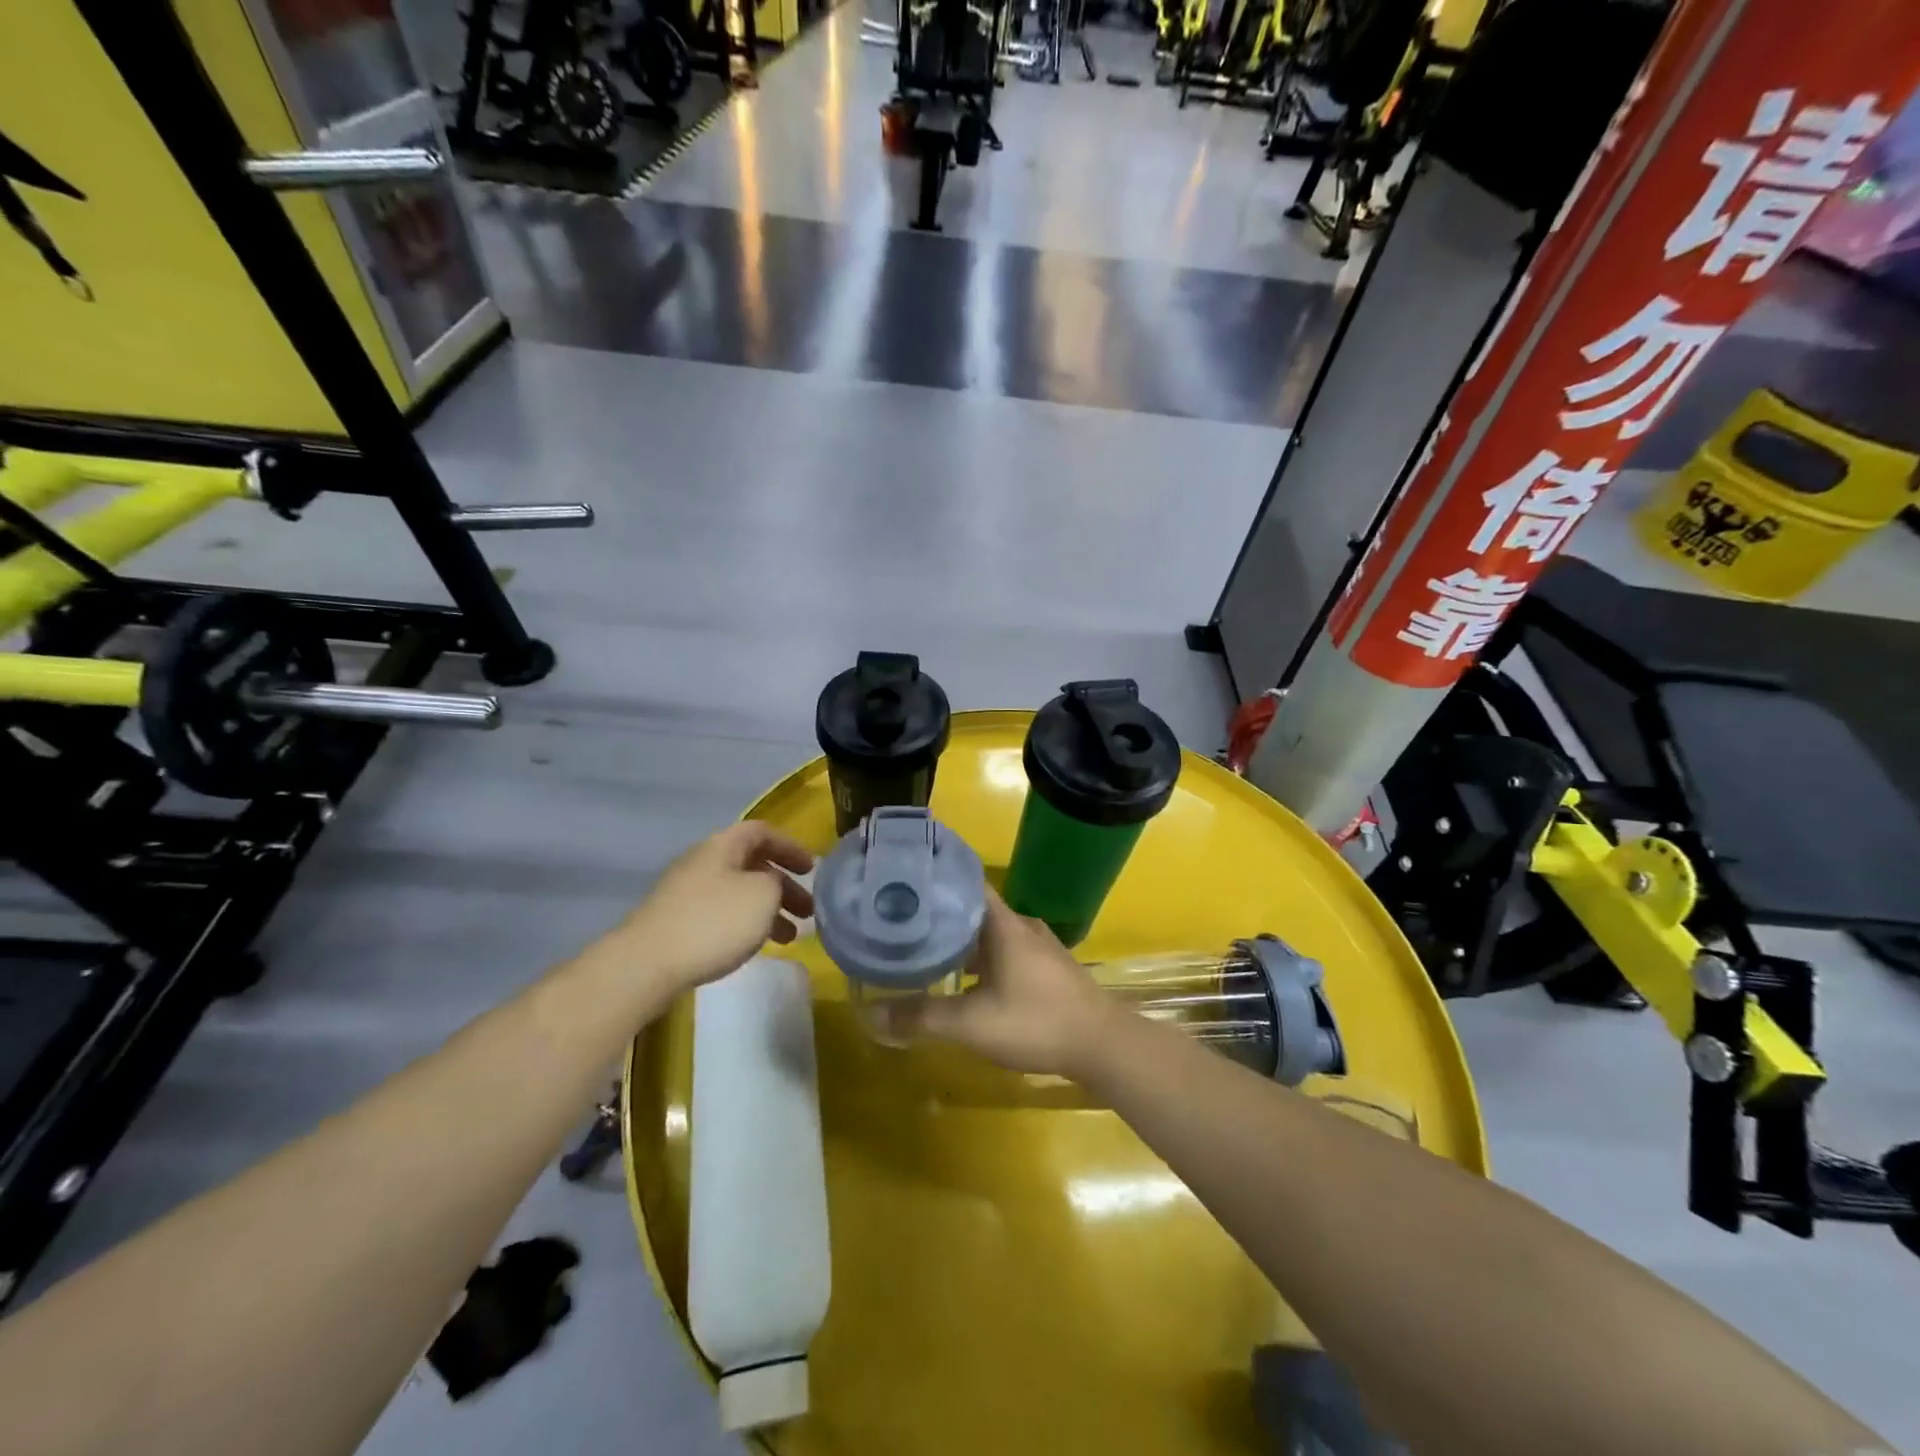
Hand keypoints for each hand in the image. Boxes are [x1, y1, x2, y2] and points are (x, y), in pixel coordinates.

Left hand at [616, 822, 814, 993]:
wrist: (646, 964)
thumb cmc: (714, 922)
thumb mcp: (763, 895)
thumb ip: (778, 882)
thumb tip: (774, 885)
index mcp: (723, 846)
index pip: (763, 832)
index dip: (790, 847)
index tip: (812, 869)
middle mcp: (703, 861)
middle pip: (752, 865)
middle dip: (783, 886)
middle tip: (808, 910)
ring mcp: (685, 892)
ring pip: (738, 893)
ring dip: (767, 910)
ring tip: (790, 937)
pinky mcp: (676, 922)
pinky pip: (721, 914)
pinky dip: (745, 925)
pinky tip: (754, 946)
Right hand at [881, 889, 1116, 1077]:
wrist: (1104, 1046)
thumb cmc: (1037, 1022)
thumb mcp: (973, 1023)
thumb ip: (923, 1017)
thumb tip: (870, 1013)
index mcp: (1004, 924)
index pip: (966, 882)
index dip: (937, 879)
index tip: (904, 882)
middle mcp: (1021, 926)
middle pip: (974, 909)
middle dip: (940, 915)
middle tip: (902, 922)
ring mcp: (1038, 947)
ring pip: (990, 933)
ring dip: (961, 941)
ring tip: (925, 951)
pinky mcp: (1047, 969)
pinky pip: (1005, 951)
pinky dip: (981, 959)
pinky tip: (965, 981)